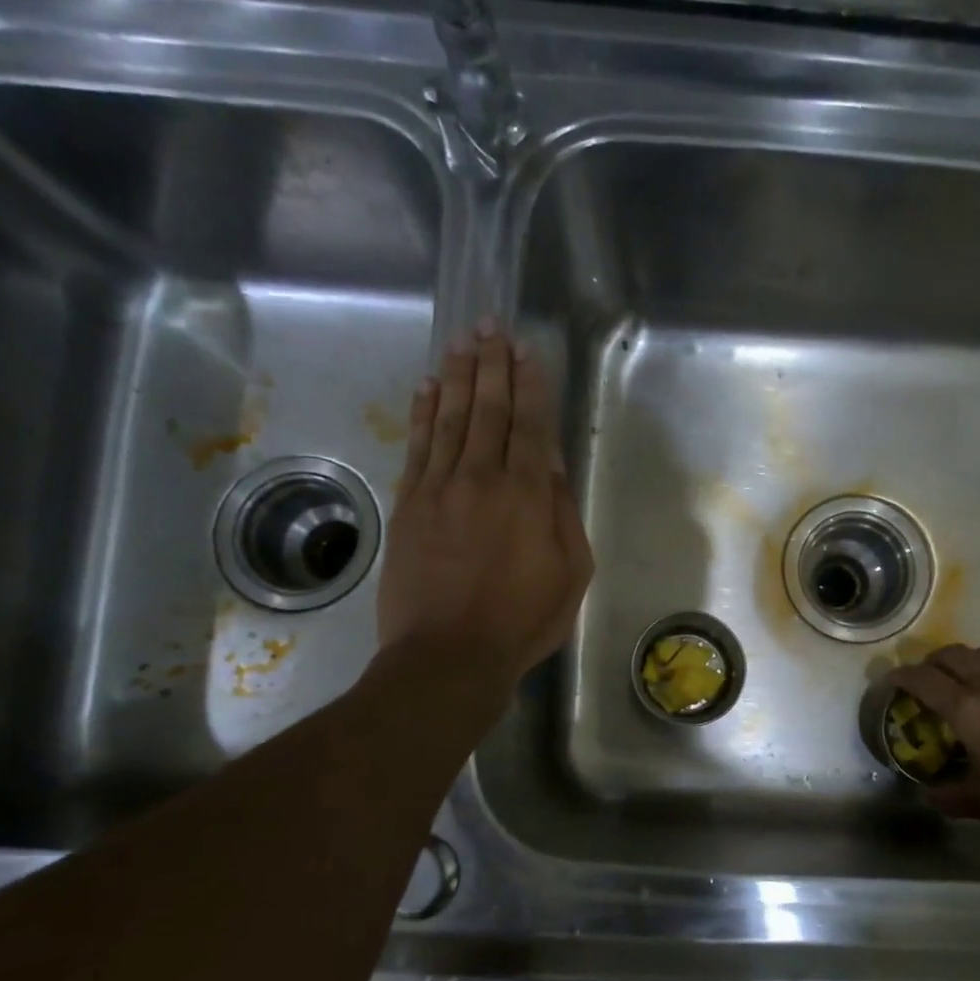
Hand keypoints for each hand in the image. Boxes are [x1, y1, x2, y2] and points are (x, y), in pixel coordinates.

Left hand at [376, 322, 592, 684]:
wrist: (448, 654)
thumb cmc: (522, 620)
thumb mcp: (571, 573)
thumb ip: (564, 514)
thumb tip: (554, 467)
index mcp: (528, 494)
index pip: (531, 424)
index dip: (530, 383)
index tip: (527, 349)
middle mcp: (483, 477)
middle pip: (488, 409)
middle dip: (492, 365)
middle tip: (491, 326)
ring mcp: (439, 488)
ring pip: (450, 418)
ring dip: (458, 376)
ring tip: (462, 341)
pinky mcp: (408, 504)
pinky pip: (417, 446)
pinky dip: (422, 412)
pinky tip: (427, 387)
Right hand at [887, 645, 979, 840]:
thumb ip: (951, 796)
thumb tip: (929, 795)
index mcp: (968, 708)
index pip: (924, 679)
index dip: (902, 677)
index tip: (890, 681)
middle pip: (953, 654)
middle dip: (932, 662)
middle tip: (924, 681)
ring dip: (962, 664)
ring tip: (958, 686)